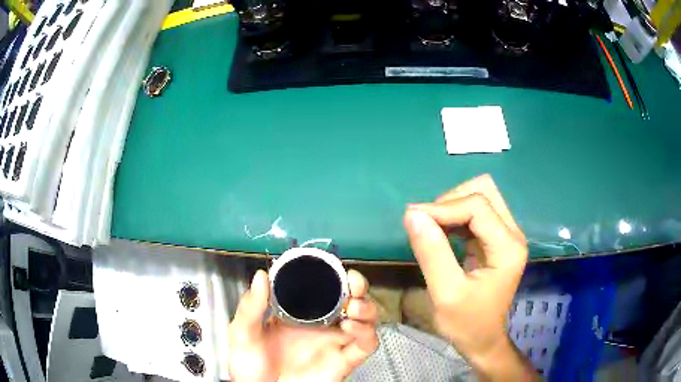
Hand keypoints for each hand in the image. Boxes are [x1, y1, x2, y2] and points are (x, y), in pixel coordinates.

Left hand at [228, 269, 378, 381]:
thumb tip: (261, 276)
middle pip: (350, 299)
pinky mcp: (344, 360)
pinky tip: (350, 326)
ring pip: (366, 318)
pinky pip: (366, 344)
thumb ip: (250, 307)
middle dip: (358, 286)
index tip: (330, 265)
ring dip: (367, 307)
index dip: (331, 274)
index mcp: (298, 314)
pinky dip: (366, 332)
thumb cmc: (251, 366)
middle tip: (353, 281)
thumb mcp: (243, 333)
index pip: (321, 288)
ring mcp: (334, 342)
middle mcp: (321, 324)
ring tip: (353, 306)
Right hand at [403, 174, 536, 379]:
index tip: (413, 219)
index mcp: (507, 247)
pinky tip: (442, 233)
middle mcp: (513, 234)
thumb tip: (412, 214)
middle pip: (484, 191)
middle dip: (451, 201)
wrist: (482, 340)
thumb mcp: (445, 293)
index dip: (443, 207)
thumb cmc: (466, 323)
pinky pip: (476, 212)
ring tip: (432, 228)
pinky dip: (455, 216)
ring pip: (480, 197)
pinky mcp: (497, 239)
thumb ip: (431, 253)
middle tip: (427, 224)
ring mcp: (507, 234)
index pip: (477, 206)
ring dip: (452, 206)